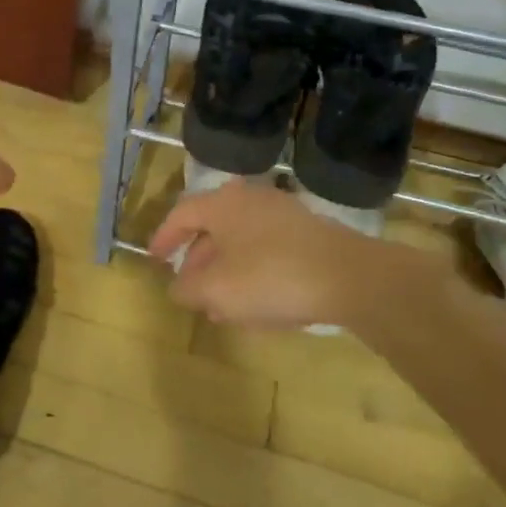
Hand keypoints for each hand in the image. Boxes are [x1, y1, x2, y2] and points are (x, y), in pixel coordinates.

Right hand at [150, 179, 414, 329]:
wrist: (351, 278)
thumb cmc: (272, 277)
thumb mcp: (217, 290)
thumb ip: (187, 289)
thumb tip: (178, 288)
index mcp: (223, 205)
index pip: (182, 213)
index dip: (164, 237)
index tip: (154, 258)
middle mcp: (251, 201)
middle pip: (213, 227)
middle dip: (197, 260)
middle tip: (189, 287)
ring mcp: (284, 216)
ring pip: (242, 242)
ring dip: (225, 271)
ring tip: (220, 306)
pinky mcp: (309, 236)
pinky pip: (267, 252)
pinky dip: (252, 273)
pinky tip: (256, 305)